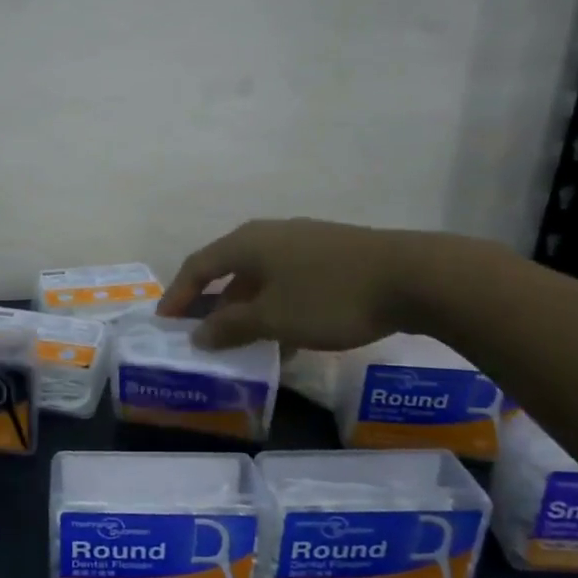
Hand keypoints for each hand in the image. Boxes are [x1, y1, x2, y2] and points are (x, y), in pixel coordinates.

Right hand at [158, 218, 495, 351]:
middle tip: (200, 332)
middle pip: (228, 269)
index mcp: (248, 243)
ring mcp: (303, 242)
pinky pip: (288, 281)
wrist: (414, 277)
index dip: (177, 294)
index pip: (198, 266)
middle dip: (211, 303)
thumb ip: (230, 326)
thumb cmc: (329, 297)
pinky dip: (275, 306)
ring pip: (260, 277)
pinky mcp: (331, 255)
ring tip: (241, 342)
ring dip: (245, 309)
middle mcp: (270, 235)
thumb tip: (199, 333)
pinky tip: (286, 336)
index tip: (164, 322)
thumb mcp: (273, 318)